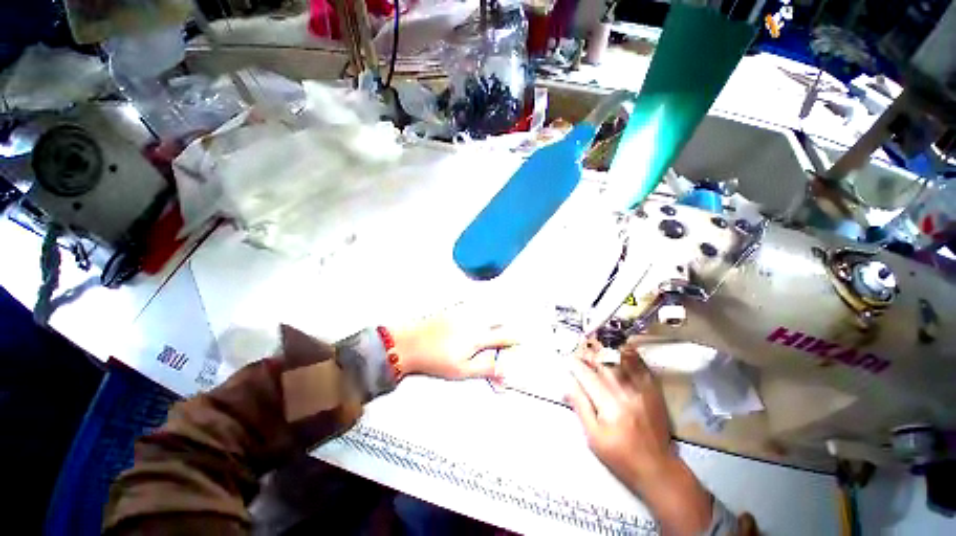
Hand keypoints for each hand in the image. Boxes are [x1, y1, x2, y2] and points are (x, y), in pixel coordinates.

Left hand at [392, 311, 515, 380]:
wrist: (409, 344)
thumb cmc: (433, 358)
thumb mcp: (462, 370)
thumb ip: (486, 369)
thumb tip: (503, 371)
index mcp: (478, 336)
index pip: (504, 336)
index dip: (514, 341)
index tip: (518, 344)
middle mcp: (473, 320)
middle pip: (499, 319)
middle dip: (504, 328)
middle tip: (502, 339)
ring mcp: (463, 312)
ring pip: (487, 309)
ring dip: (493, 317)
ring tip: (490, 329)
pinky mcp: (454, 308)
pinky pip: (474, 304)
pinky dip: (480, 309)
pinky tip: (474, 319)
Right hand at [567, 340, 712, 534]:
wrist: (658, 469)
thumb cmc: (621, 457)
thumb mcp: (593, 438)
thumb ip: (581, 407)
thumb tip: (568, 384)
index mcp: (609, 406)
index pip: (587, 377)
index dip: (575, 365)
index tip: (567, 358)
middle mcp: (626, 393)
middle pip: (603, 364)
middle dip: (588, 353)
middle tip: (579, 348)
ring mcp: (642, 390)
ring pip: (622, 361)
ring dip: (606, 349)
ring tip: (595, 342)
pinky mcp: (653, 392)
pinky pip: (641, 366)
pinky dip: (629, 354)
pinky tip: (620, 347)